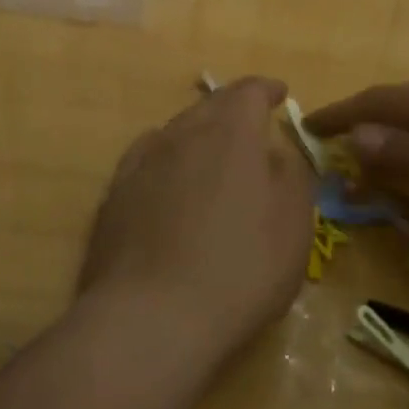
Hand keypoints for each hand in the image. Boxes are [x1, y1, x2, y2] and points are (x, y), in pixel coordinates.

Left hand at [80, 77, 313, 360]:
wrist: (152, 319)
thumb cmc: (240, 269)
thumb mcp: (293, 224)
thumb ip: (291, 176)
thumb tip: (274, 152)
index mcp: (230, 133)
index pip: (250, 92)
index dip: (267, 90)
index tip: (280, 94)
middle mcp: (182, 134)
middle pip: (210, 106)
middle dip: (233, 109)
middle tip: (250, 124)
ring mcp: (142, 163)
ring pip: (176, 131)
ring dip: (199, 134)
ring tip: (213, 153)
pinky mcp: (115, 195)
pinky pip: (147, 159)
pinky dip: (167, 159)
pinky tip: (169, 178)